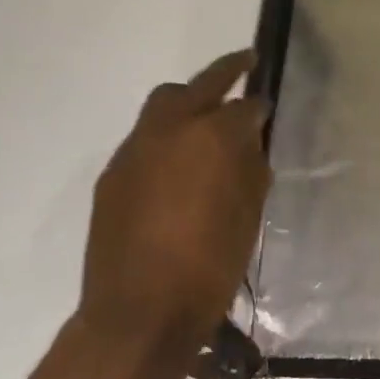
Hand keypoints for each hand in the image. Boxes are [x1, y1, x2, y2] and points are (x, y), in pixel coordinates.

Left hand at [70, 50, 271, 378]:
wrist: (140, 312)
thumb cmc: (210, 267)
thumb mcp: (248, 216)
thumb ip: (251, 170)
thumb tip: (250, 144)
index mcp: (213, 137)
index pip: (245, 107)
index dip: (260, 108)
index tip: (267, 111)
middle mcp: (171, 129)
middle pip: (199, 84)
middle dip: (225, 72)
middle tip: (244, 66)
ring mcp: (135, 148)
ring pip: (163, 104)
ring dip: (188, 103)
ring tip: (205, 121)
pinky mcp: (113, 173)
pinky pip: (143, 139)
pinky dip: (164, 139)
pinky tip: (175, 168)